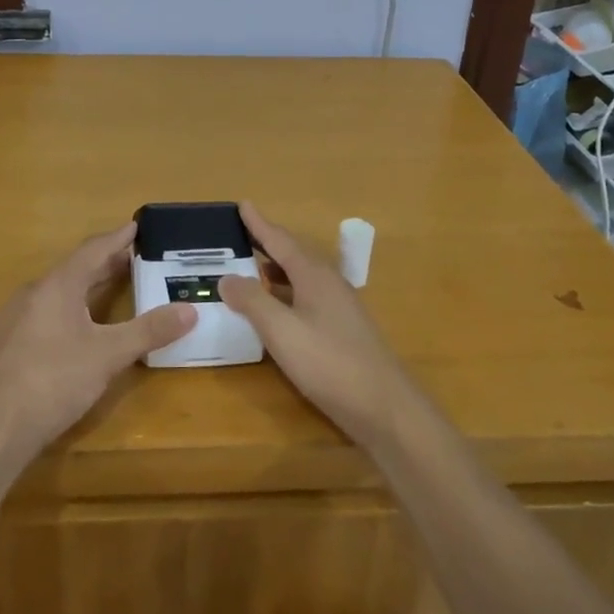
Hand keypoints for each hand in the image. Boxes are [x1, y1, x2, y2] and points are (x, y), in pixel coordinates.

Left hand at [0, 224, 195, 455]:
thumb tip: (190, 310)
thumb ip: (148, 331)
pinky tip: (73, 328)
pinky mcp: (3, 343)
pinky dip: (65, 309)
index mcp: (58, 285)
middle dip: (104, 263)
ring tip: (107, 290)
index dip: (117, 238)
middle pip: (74, 269)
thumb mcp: (108, 356)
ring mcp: (13, 318)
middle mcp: (33, 292)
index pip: (93, 250)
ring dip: (84, 286)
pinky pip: (41, 312)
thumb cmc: (54, 381)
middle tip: (132, 259)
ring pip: (56, 292)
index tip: (135, 225)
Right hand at [219, 202, 424, 449]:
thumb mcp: (282, 332)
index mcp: (314, 275)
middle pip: (293, 254)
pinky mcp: (342, 329)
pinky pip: (306, 296)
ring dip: (275, 270)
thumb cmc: (331, 363)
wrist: (386, 408)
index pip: (280, 240)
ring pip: (300, 277)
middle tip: (239, 235)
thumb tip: (226, 277)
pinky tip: (275, 309)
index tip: (242, 204)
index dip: (259, 224)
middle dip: (266, 243)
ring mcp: (339, 307)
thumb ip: (253, 302)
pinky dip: (285, 293)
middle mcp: (328, 283)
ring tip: (249, 268)